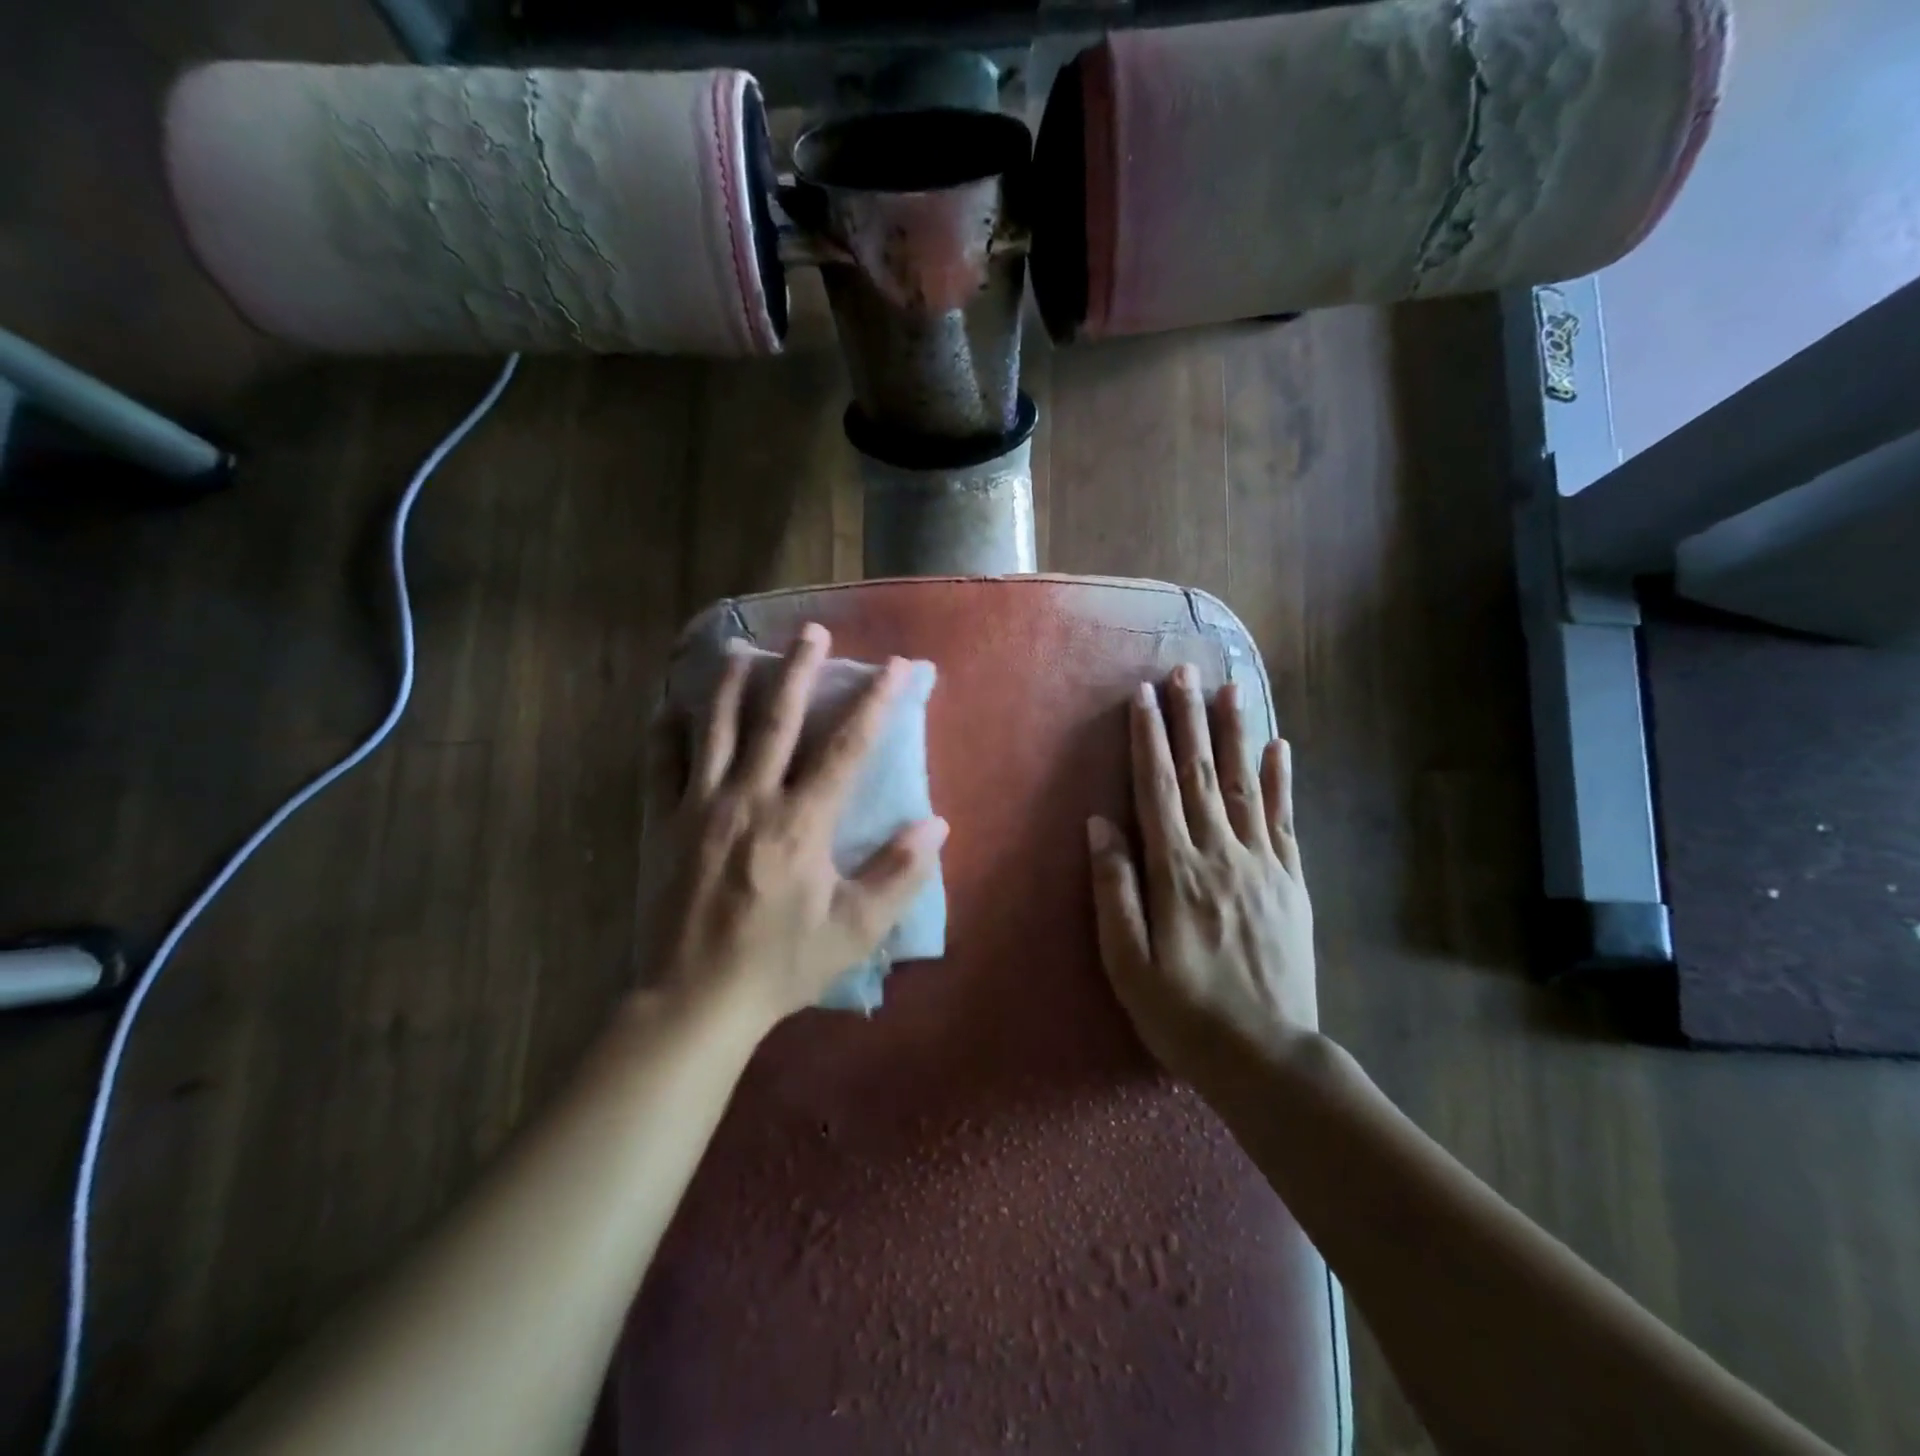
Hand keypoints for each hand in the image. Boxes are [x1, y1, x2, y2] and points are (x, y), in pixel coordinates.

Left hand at [646, 622, 947, 1028]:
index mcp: (800, 823)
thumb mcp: (854, 929)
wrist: (696, 1000)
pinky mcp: (666, 824)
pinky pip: (662, 765)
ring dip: (731, 683)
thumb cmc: (781, 964)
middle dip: (799, 669)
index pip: (848, 747)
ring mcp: (701, 807)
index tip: (898, 667)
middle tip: (812, 630)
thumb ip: (899, 874)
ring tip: (742, 649)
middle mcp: (750, 800)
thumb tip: (937, 825)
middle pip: (777, 718)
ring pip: (715, 728)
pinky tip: (670, 707)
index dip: (876, 702)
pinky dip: (667, 731)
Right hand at [1087, 665, 1316, 1081]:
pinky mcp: (1291, 882)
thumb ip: (1114, 888)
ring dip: (1235, 733)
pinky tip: (1279, 747)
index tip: (1144, 696)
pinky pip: (1284, 819)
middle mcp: (1220, 855)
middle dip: (1189, 718)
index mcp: (1176, 871)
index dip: (1149, 739)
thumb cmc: (1182, 1013)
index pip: (1158, 789)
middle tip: (1184, 670)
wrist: (1266, 1057)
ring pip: (1245, 784)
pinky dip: (1281, 779)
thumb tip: (1099, 825)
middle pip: (1202, 773)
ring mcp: (1262, 865)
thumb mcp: (1126, 962)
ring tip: (1231, 688)